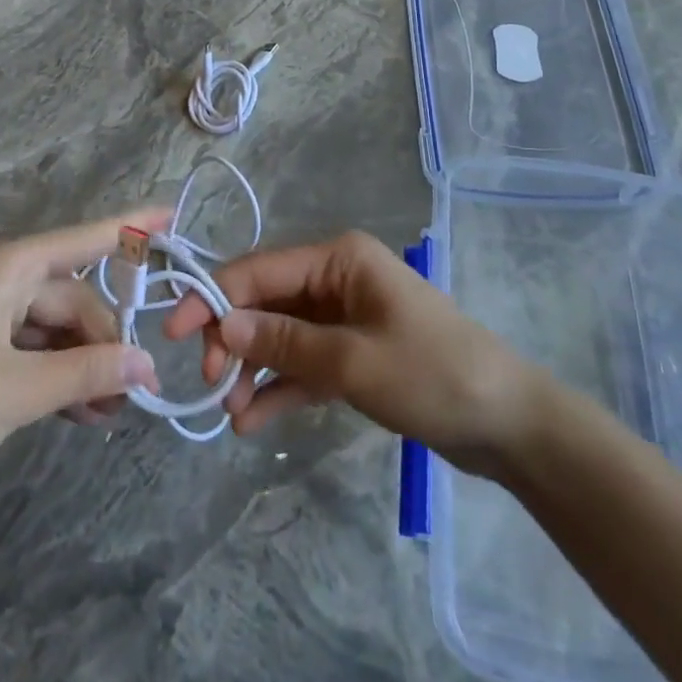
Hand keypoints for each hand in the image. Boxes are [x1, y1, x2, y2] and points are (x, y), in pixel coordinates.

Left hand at [0, 211, 166, 513]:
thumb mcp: (19, 390)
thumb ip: (88, 370)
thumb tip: (147, 367)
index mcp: (8, 266)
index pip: (86, 237)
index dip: (133, 225)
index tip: (174, 213)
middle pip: (72, 296)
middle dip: (104, 341)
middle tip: (131, 393)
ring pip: (52, 326)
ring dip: (81, 364)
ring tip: (108, 412)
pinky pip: (29, 346)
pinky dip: (53, 373)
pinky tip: (79, 410)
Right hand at [162, 230, 542, 475]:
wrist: (507, 423)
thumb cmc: (431, 374)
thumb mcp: (352, 361)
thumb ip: (283, 343)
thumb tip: (220, 326)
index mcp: (339, 258)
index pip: (261, 269)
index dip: (214, 297)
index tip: (174, 335)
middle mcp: (338, 277)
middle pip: (268, 301)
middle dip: (234, 338)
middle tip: (210, 385)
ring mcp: (346, 316)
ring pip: (282, 335)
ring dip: (253, 369)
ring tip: (229, 412)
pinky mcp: (355, 353)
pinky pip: (305, 364)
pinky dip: (281, 388)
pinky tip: (252, 420)